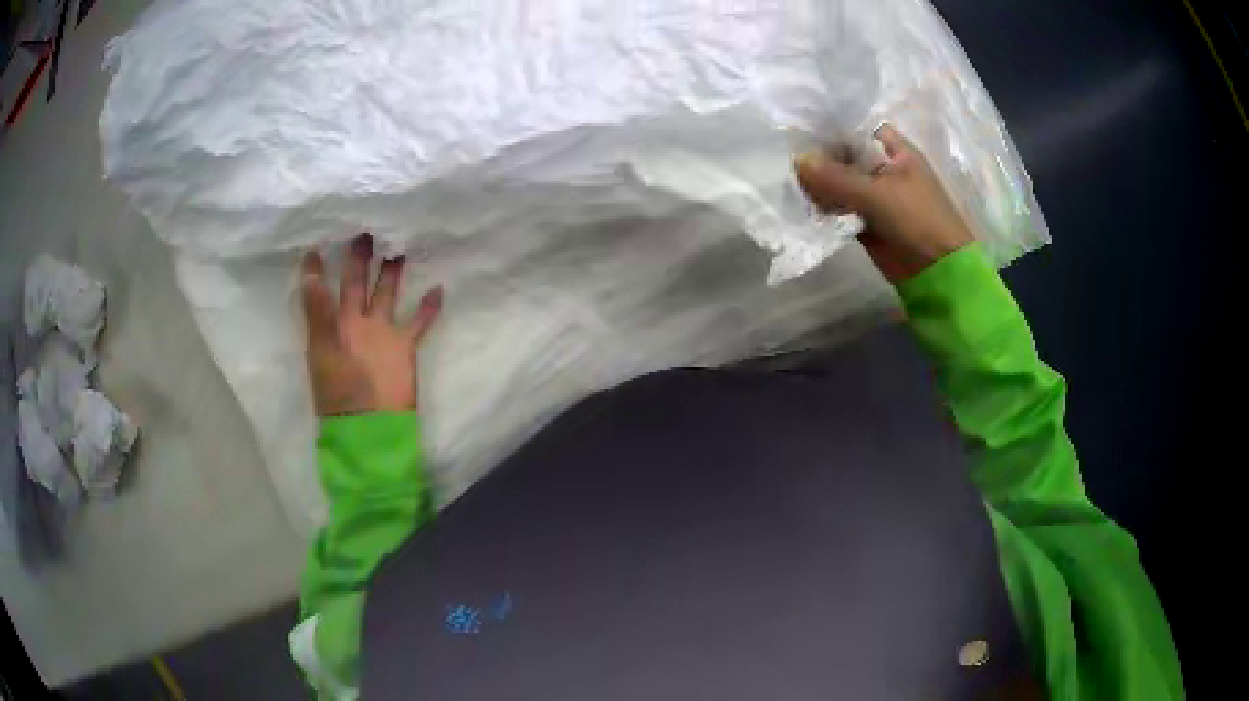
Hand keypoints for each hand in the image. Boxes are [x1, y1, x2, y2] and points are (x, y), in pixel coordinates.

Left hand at [301, 234, 442, 416]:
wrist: (370, 424)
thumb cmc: (340, 388)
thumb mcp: (323, 347)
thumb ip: (319, 310)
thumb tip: (310, 272)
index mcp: (334, 322)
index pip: (323, 288)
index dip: (319, 268)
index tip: (318, 242)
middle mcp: (356, 322)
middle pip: (358, 283)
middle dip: (360, 258)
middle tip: (365, 229)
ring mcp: (381, 332)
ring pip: (387, 294)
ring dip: (392, 272)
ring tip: (399, 245)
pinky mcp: (403, 346)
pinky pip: (418, 322)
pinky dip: (429, 308)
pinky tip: (438, 288)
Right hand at [795, 124, 973, 283]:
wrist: (938, 273)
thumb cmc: (918, 221)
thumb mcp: (877, 195)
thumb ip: (836, 178)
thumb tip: (797, 161)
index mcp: (894, 151)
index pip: (855, 129)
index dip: (829, 129)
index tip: (799, 133)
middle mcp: (882, 168)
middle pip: (843, 155)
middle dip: (818, 160)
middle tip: (789, 164)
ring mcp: (874, 195)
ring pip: (839, 183)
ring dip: (819, 186)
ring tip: (794, 188)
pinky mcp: (866, 220)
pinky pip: (839, 207)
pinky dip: (824, 208)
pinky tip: (805, 208)